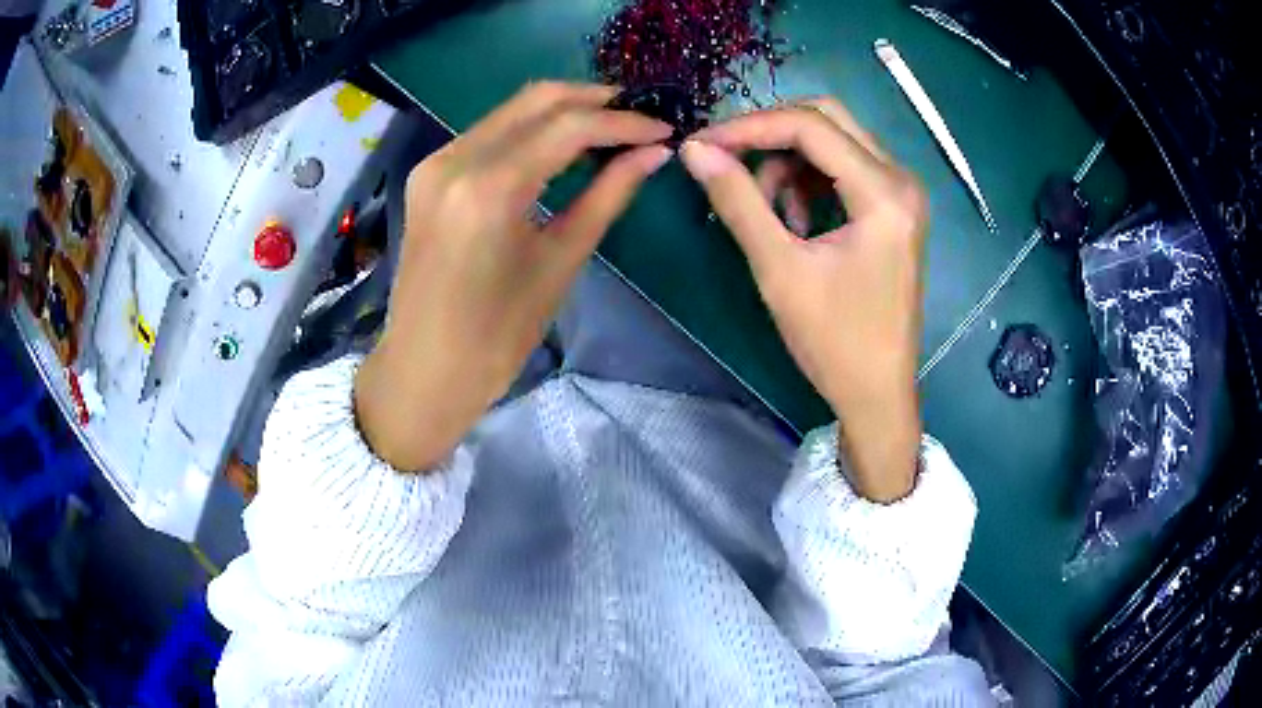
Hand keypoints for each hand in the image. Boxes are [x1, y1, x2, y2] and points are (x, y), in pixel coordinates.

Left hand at [355, 82, 672, 470]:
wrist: (424, 371)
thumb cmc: (497, 337)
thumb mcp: (559, 263)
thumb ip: (607, 197)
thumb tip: (653, 154)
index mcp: (488, 189)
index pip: (569, 127)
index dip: (623, 122)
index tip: (663, 128)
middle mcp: (455, 160)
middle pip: (536, 100)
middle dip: (593, 100)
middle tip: (638, 115)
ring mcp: (435, 163)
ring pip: (510, 111)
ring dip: (561, 111)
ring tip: (608, 128)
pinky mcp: (428, 174)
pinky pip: (488, 133)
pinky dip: (529, 130)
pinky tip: (559, 146)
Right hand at [680, 99, 926, 501]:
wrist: (877, 394)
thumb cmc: (834, 341)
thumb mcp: (779, 269)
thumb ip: (738, 201)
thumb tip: (694, 150)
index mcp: (884, 193)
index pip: (810, 126)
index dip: (749, 127)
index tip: (702, 144)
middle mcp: (901, 180)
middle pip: (827, 119)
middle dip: (771, 134)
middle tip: (727, 161)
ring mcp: (901, 194)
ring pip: (835, 141)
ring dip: (789, 161)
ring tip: (765, 211)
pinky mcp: (894, 210)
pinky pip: (844, 169)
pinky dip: (809, 181)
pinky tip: (792, 220)